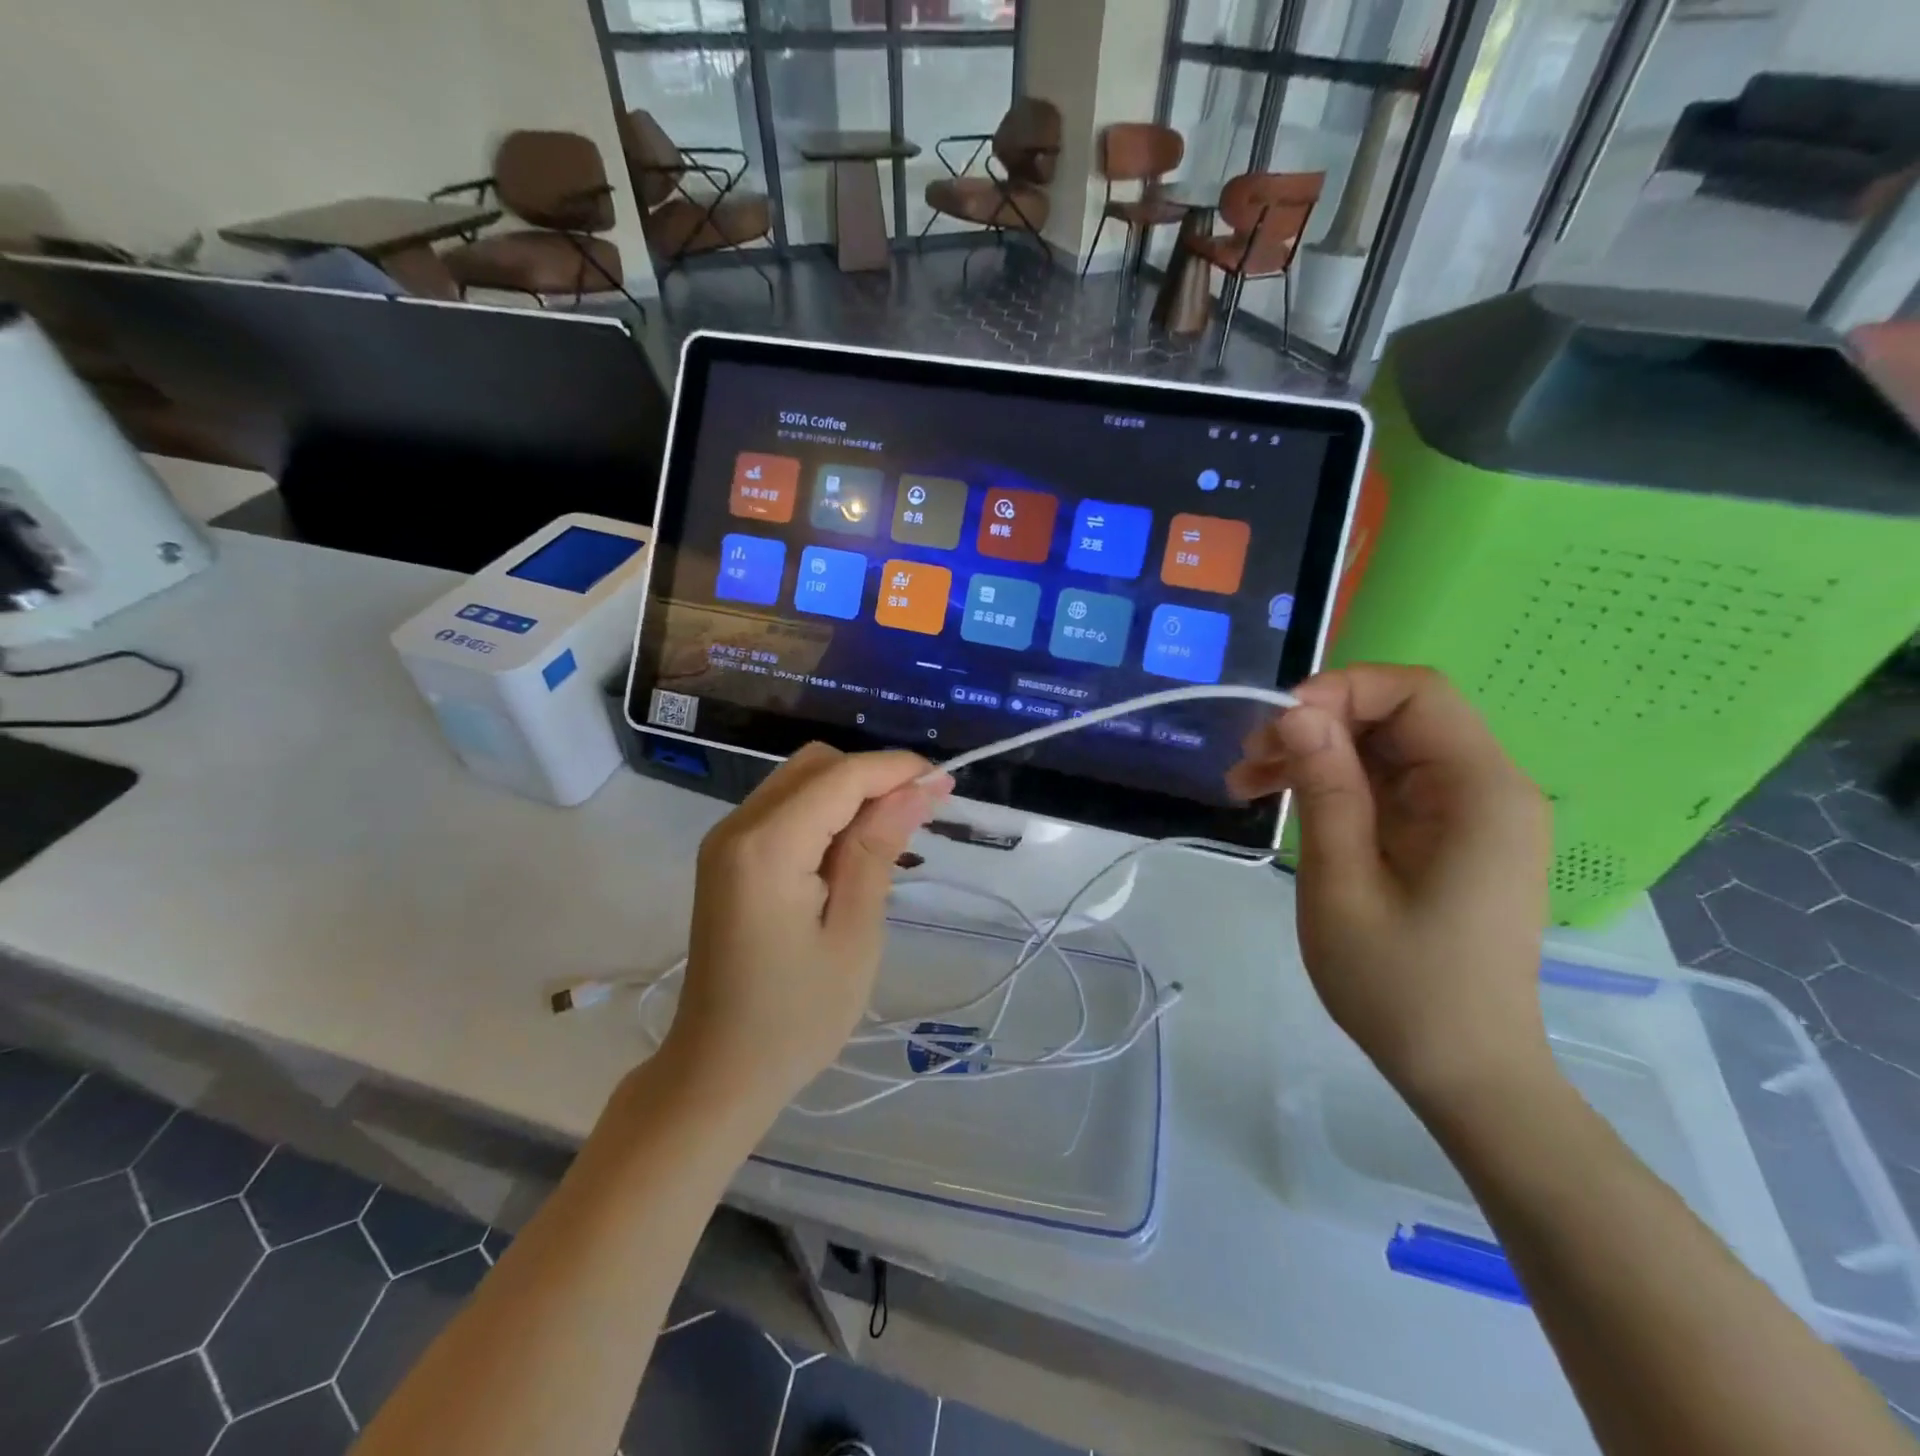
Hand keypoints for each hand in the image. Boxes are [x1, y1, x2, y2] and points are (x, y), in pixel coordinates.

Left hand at [664, 743, 952, 1118]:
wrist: (718, 1070)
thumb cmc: (797, 1016)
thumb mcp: (854, 934)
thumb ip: (878, 850)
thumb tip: (915, 788)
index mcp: (767, 847)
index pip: (841, 776)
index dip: (896, 770)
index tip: (945, 784)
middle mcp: (737, 827)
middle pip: (816, 766)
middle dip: (873, 776)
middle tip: (921, 815)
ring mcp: (725, 841)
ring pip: (799, 781)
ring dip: (850, 792)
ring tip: (893, 835)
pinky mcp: (726, 857)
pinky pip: (783, 808)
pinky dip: (824, 812)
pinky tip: (851, 849)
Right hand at [1227, 665, 1554, 1109]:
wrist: (1461, 1071)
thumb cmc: (1400, 985)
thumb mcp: (1342, 883)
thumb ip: (1326, 789)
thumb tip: (1298, 712)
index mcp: (1480, 793)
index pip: (1417, 694)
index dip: (1343, 690)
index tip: (1277, 724)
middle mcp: (1486, 790)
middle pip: (1397, 717)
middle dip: (1317, 725)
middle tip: (1249, 760)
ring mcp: (1468, 814)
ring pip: (1383, 749)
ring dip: (1315, 755)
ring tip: (1246, 783)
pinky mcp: (1446, 837)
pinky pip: (1387, 785)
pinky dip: (1333, 784)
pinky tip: (1281, 803)